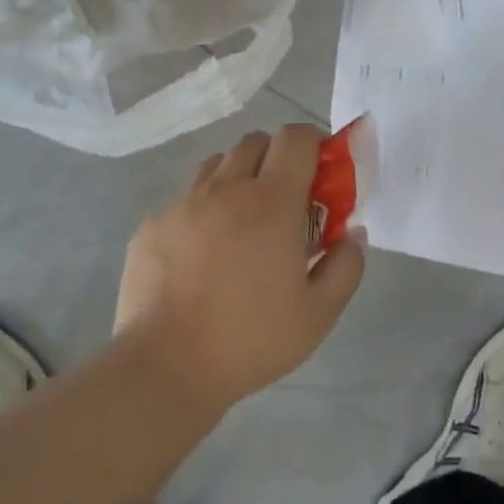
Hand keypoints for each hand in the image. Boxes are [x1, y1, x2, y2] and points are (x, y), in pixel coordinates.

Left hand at [115, 124, 365, 413]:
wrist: (167, 364)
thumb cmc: (251, 339)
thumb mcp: (319, 314)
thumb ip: (346, 265)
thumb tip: (352, 233)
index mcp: (272, 202)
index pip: (296, 138)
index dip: (314, 143)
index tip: (321, 172)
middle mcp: (225, 189)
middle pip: (254, 143)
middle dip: (276, 159)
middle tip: (284, 202)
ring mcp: (182, 204)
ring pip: (216, 166)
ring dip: (237, 178)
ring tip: (242, 223)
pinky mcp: (152, 225)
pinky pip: (184, 200)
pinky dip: (202, 211)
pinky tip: (201, 254)